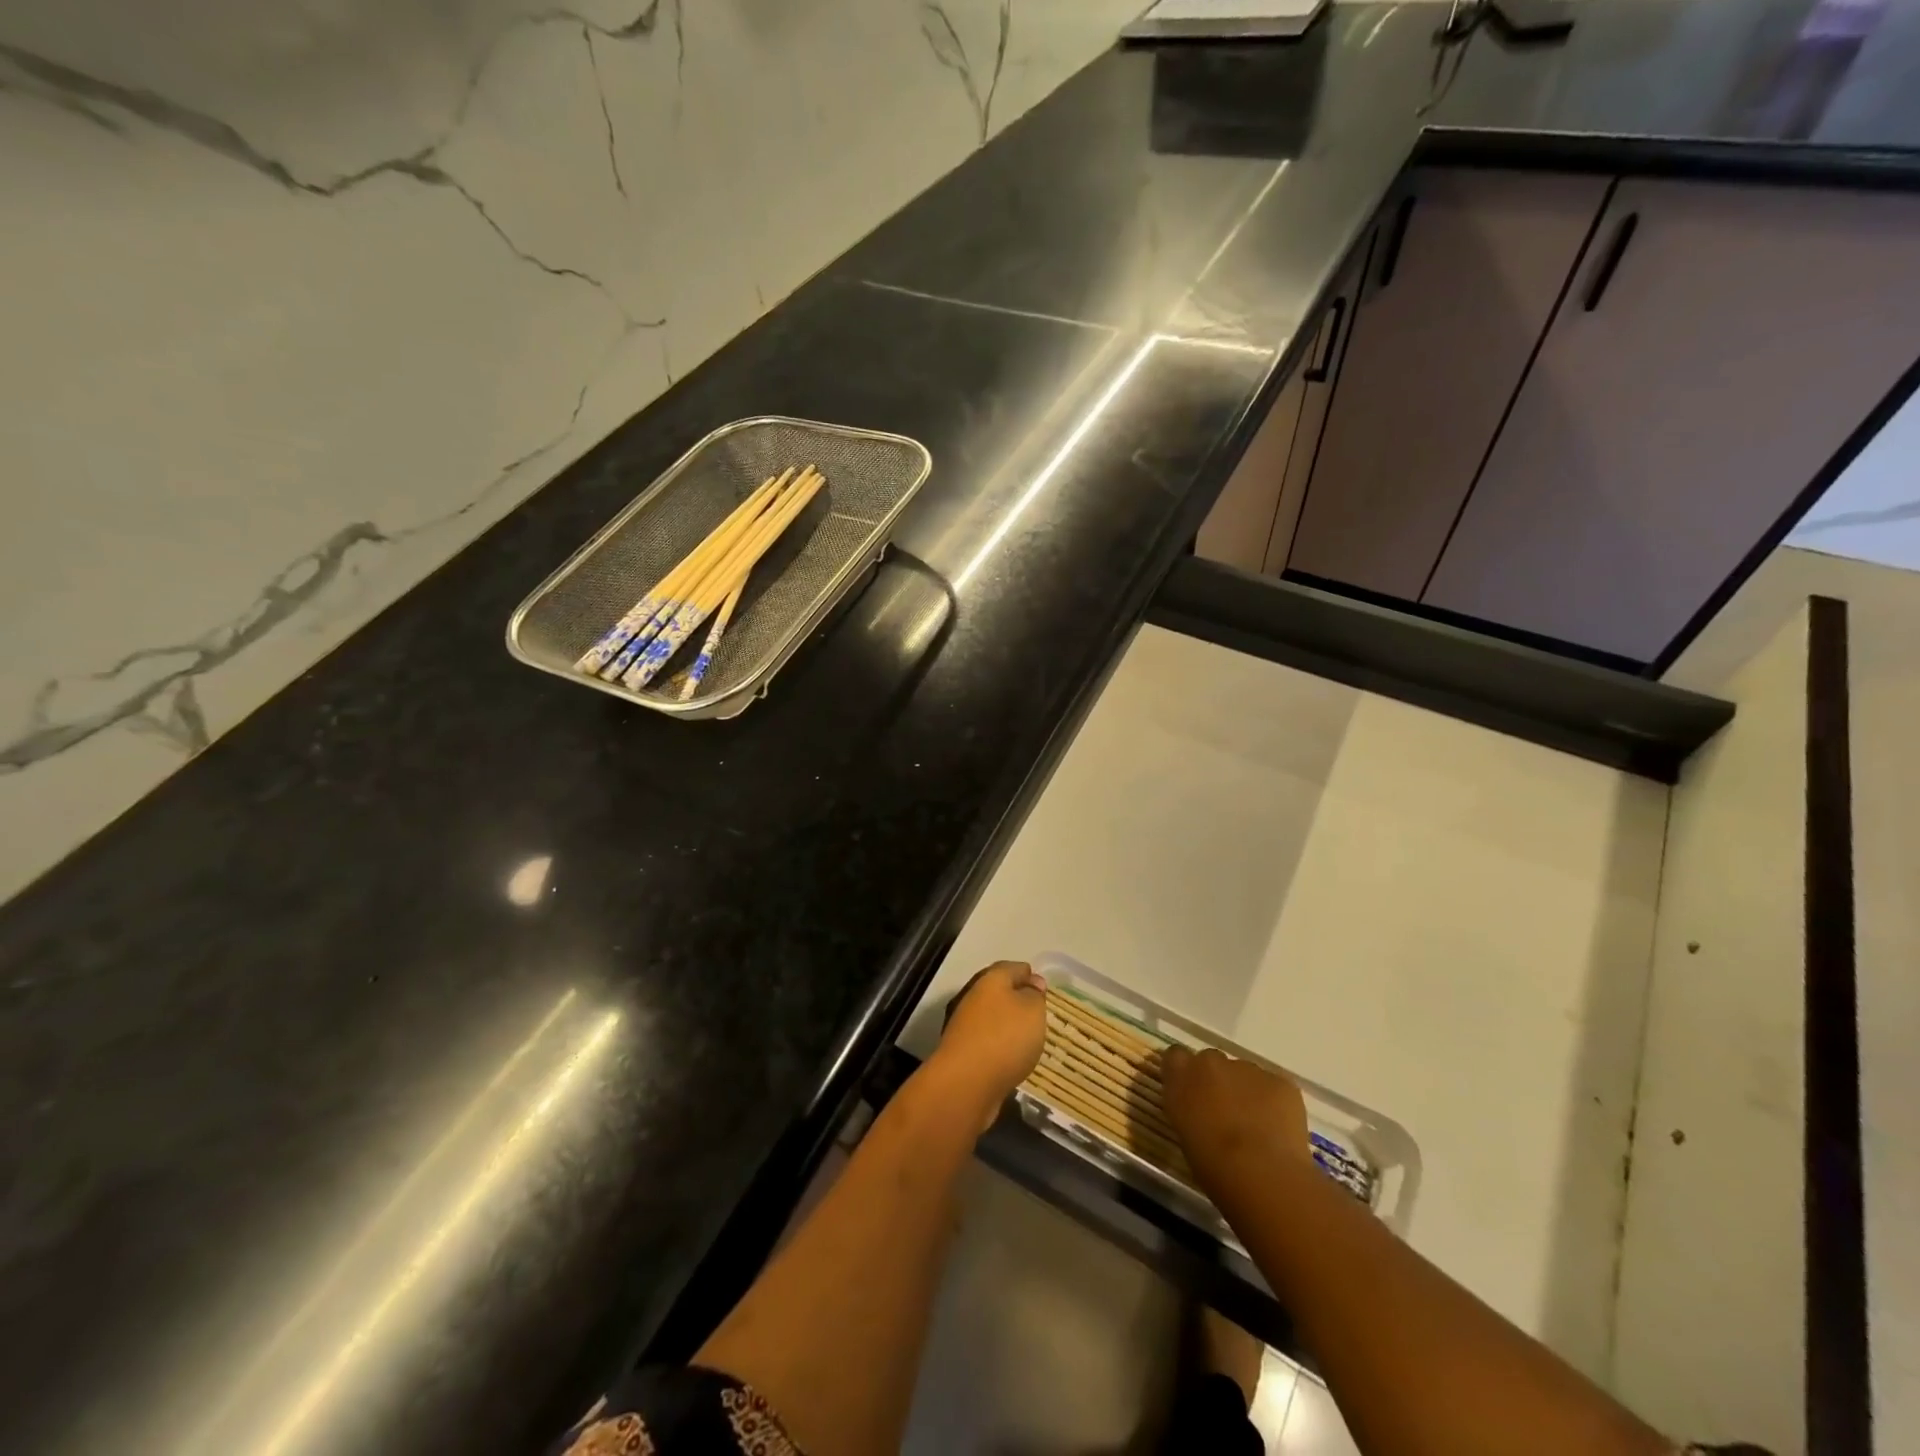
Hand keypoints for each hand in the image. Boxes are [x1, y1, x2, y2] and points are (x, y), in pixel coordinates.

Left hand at [931, 961, 1047, 1128]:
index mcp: (990, 979)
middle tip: (1039, 1014)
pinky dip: (998, 1045)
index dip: (1030, 976)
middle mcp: (973, 995)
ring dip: (1007, 1024)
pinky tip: (1011, 1057)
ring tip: (1028, 1038)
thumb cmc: (1005, 1037)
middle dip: (1017, 999)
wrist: (966, 1082)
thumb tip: (1032, 984)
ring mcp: (963, 1024)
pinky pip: (985, 1040)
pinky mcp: (961, 1050)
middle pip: (998, 991)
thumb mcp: (1033, 1010)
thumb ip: (1035, 995)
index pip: (1014, 968)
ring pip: (990, 1016)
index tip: (1044, 990)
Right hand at [1162, 1046, 1309, 1193]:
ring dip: (1246, 1093)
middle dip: (1217, 1081)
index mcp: (1181, 1074)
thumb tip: (1198, 1110)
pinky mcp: (1280, 1082)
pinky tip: (1278, 1132)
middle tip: (1225, 1114)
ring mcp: (1248, 1068)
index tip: (1190, 1094)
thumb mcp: (1184, 1134)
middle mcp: (1211, 1061)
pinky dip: (1275, 1103)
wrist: (1260, 1173)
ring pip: (1245, 1074)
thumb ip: (1187, 1110)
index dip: (1184, 1073)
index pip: (1175, 1056)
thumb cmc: (1211, 1165)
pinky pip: (1274, 1088)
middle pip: (1212, 1062)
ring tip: (1256, 1129)